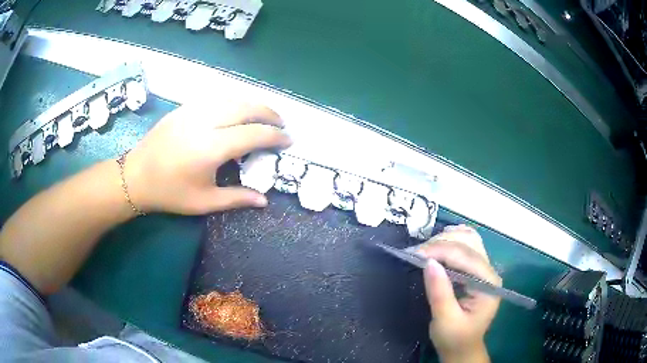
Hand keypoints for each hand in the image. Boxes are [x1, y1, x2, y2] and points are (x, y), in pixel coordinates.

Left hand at [124, 102, 291, 214]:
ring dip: (253, 104)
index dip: (275, 136)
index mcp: (211, 147)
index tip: (288, 140)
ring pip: (232, 98)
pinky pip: (216, 98)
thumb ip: (236, 199)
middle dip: (269, 113)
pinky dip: (234, 102)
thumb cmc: (170, 193)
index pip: (253, 134)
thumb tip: (264, 200)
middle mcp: (205, 122)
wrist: (135, 176)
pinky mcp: (184, 107)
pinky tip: (237, 111)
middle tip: (282, 123)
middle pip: (246, 108)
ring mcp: (193, 110)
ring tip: (264, 116)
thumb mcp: (203, 202)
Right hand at [415, 225, 500, 362]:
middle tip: (415, 252)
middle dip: (441, 243)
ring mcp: (485, 269)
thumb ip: (440, 292)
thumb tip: (428, 262)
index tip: (414, 253)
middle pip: (468, 243)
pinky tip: (442, 239)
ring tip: (424, 248)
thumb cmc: (455, 338)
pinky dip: (454, 239)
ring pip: (469, 240)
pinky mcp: (477, 270)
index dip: (440, 250)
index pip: (465, 257)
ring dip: (446, 239)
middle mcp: (490, 271)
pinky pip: (468, 246)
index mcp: (488, 283)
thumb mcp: (445, 320)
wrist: (463, 348)